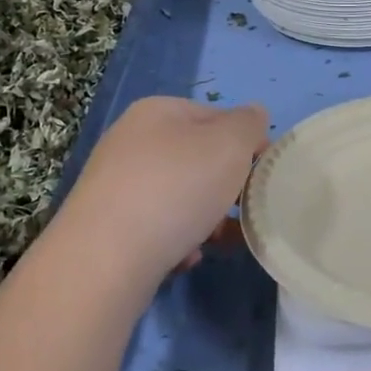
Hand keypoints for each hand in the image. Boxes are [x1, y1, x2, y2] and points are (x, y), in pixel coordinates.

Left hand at [48, 96, 268, 298]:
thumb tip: (253, 115)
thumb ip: (249, 124)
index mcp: (158, 111)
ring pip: (180, 197)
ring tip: (218, 241)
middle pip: (197, 159)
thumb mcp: (230, 144)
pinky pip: (157, 229)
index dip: (246, 142)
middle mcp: (131, 141)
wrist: (105, 258)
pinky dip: (177, 242)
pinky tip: (185, 258)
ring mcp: (115, 185)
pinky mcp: (107, 227)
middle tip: (243, 210)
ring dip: (206, 219)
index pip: (216, 117)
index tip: (264, 173)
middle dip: (226, 186)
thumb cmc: (176, 188)